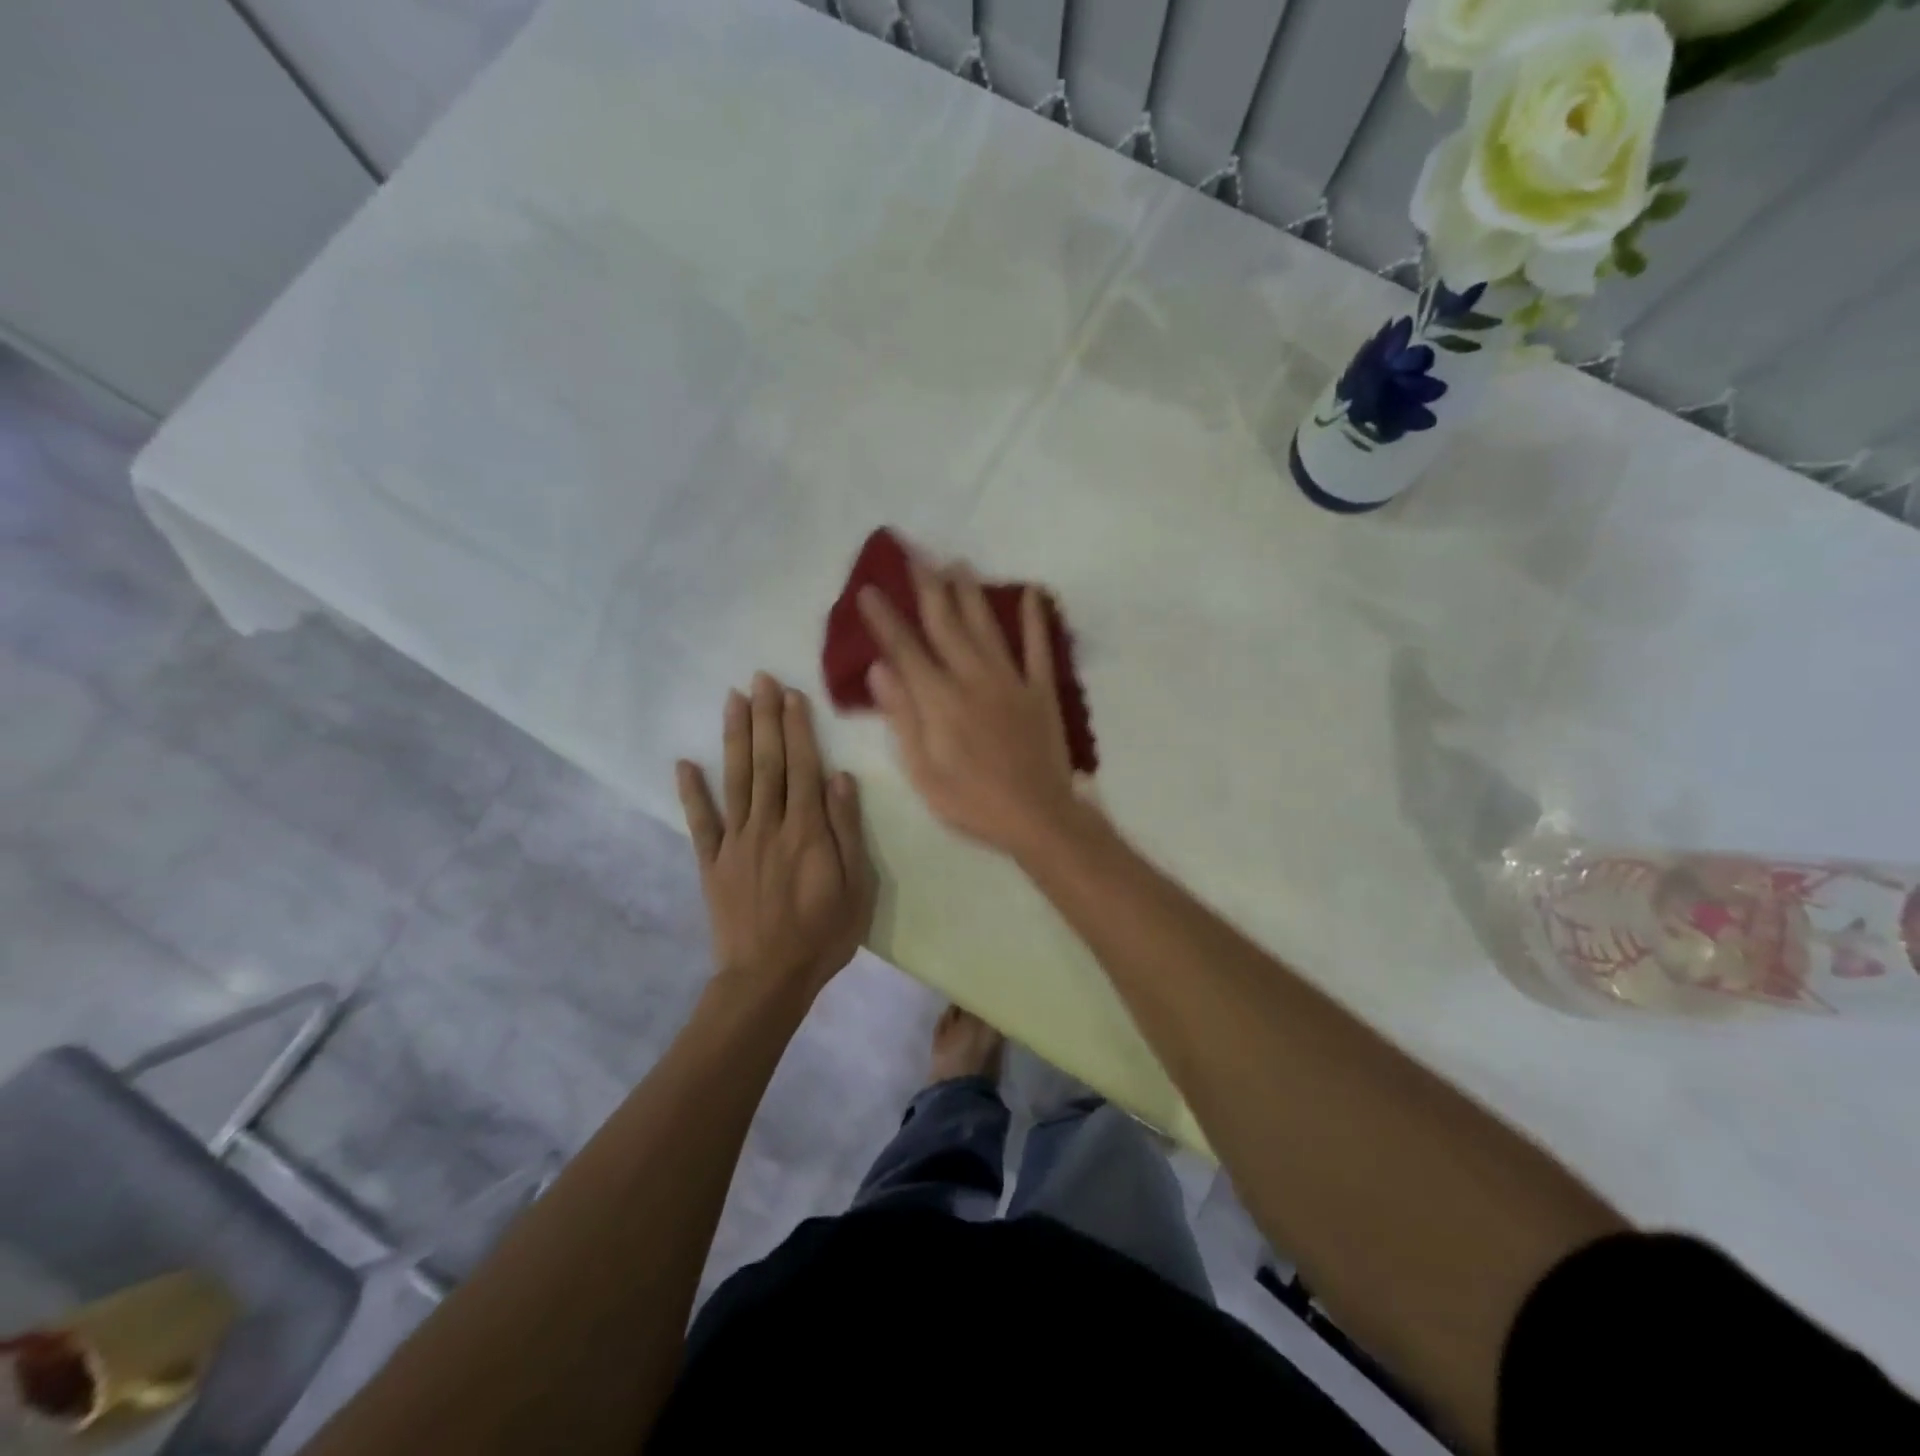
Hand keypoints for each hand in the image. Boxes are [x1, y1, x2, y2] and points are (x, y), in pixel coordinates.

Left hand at [677, 674, 875, 998]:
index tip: (790, 694)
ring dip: (733, 738)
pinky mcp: (712, 863)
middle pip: (767, 763)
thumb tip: (840, 778)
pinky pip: (700, 822)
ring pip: (735, 780)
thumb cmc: (823, 934)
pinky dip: (691, 792)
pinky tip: (684, 763)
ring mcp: (735, 842)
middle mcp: (768, 825)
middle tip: (759, 678)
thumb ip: (845, 830)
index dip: (796, 728)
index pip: (802, 767)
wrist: (768, 979)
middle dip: (764, 718)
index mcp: (806, 830)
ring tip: (731, 700)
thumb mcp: (855, 886)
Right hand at [857, 558, 1088, 859]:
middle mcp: (974, 678)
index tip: (869, 589)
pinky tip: (1032, 593)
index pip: (906, 649)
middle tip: (915, 555)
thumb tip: (879, 669)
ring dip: (970, 593)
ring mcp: (1011, 681)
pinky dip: (1036, 620)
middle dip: (927, 588)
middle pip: (946, 624)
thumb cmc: (971, 801)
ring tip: (958, 562)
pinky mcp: (1041, 690)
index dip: (885, 618)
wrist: (1037, 816)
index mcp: (940, 700)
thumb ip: (902, 717)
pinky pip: (1039, 648)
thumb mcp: (922, 770)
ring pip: (986, 626)